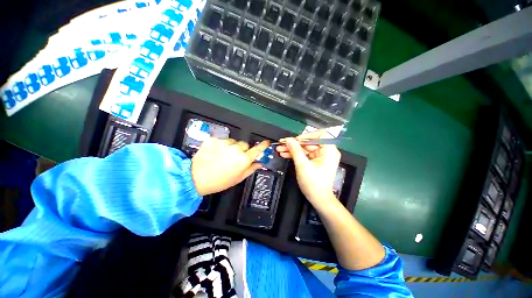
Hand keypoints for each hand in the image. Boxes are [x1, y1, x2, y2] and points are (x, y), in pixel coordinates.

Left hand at [192, 138, 269, 195]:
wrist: (196, 178)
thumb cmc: (219, 181)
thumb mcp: (238, 178)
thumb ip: (251, 169)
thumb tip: (259, 163)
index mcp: (243, 159)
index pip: (257, 149)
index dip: (262, 145)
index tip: (266, 142)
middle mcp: (236, 149)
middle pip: (244, 144)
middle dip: (242, 149)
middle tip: (235, 157)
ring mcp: (224, 143)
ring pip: (233, 141)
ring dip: (231, 146)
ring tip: (223, 155)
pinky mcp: (213, 139)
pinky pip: (222, 140)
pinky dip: (221, 145)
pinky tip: (215, 152)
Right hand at [276, 130, 340, 207]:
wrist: (318, 199)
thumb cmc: (313, 183)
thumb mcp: (303, 165)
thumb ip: (295, 150)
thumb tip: (288, 139)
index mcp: (329, 150)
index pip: (320, 135)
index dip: (306, 135)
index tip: (295, 140)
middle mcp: (326, 151)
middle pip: (309, 142)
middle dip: (294, 143)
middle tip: (281, 144)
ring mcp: (320, 156)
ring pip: (304, 148)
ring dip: (292, 149)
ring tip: (279, 149)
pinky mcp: (314, 161)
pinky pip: (304, 154)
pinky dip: (295, 154)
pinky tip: (284, 154)